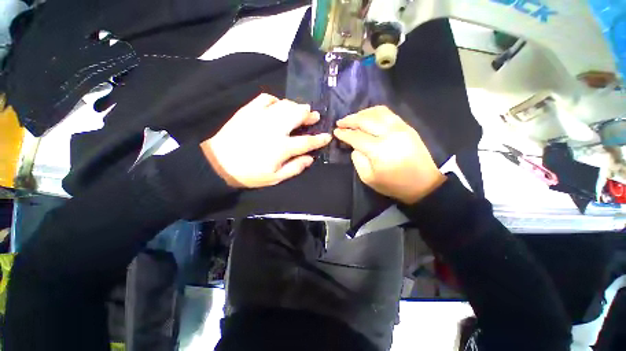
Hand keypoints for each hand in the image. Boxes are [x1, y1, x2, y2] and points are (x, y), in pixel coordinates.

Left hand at [202, 94, 330, 187]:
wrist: (219, 164)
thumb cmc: (250, 174)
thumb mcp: (275, 178)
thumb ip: (295, 167)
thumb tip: (310, 158)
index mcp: (282, 147)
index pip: (307, 141)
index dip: (319, 139)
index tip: (327, 136)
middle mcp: (275, 129)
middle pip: (297, 115)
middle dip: (309, 115)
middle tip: (314, 116)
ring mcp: (261, 117)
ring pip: (285, 105)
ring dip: (296, 106)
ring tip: (300, 109)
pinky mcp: (249, 111)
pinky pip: (265, 98)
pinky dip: (275, 100)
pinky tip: (277, 105)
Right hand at [334, 106, 445, 204]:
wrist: (424, 183)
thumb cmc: (393, 184)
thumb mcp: (368, 178)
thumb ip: (358, 160)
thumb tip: (354, 147)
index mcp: (378, 150)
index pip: (356, 137)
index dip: (344, 133)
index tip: (335, 131)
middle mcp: (389, 134)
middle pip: (365, 120)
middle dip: (350, 120)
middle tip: (340, 122)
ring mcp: (400, 127)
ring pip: (377, 112)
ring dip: (362, 113)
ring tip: (353, 118)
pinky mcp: (407, 126)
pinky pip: (388, 113)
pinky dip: (375, 112)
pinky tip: (368, 116)